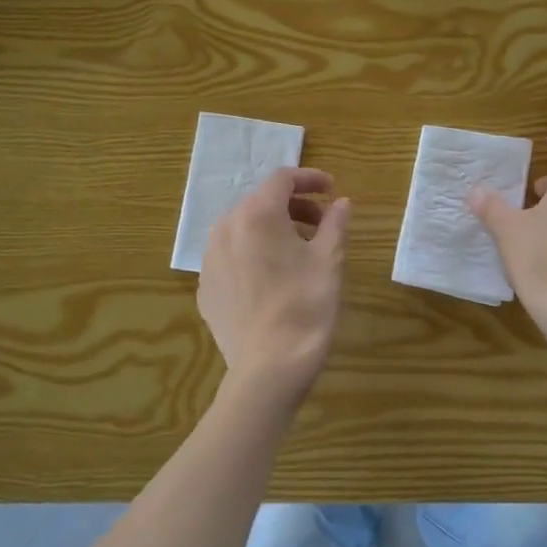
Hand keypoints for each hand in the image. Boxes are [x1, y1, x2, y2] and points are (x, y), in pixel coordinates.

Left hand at [198, 168, 351, 399]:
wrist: (269, 367)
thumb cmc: (305, 307)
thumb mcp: (329, 261)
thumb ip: (335, 224)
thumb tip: (342, 203)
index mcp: (256, 215)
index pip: (282, 179)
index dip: (309, 179)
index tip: (331, 190)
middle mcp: (225, 229)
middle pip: (260, 203)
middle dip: (293, 206)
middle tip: (321, 224)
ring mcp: (209, 260)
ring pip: (242, 230)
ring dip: (271, 230)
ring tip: (298, 251)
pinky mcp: (205, 288)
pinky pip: (230, 259)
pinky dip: (252, 256)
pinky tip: (272, 279)